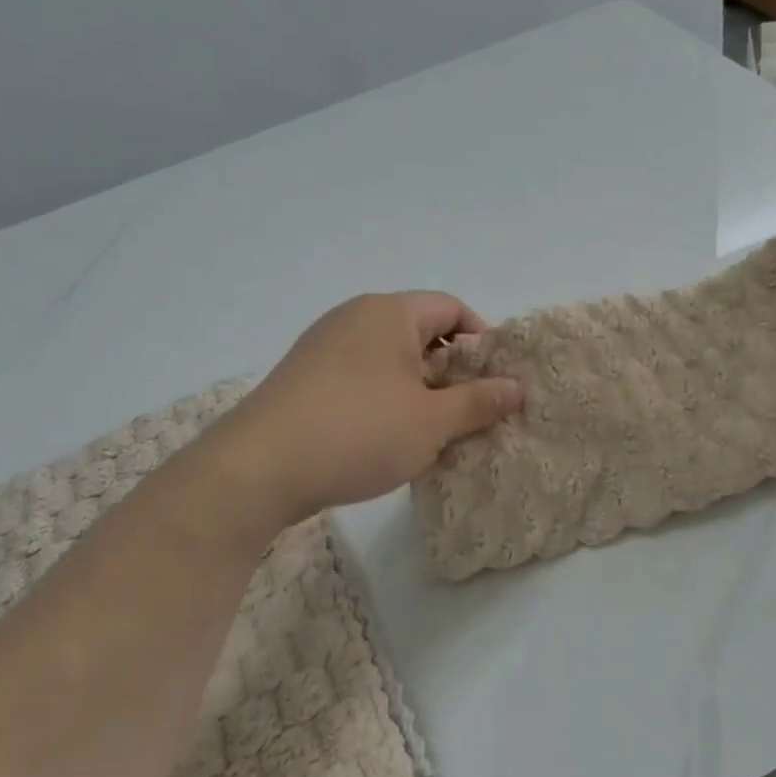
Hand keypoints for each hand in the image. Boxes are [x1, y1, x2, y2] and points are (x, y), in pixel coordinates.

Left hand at [223, 292, 521, 527]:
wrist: (259, 468)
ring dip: (419, 390)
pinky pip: (361, 378)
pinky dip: (385, 400)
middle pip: (420, 332)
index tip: (497, 381)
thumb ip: (478, 402)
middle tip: (472, 412)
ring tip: (434, 431)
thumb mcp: (431, 421)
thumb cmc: (359, 432)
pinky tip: (388, 438)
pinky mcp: (304, 379)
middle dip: (452, 370)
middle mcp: (354, 318)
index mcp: (389, 313)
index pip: (451, 308)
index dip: (482, 340)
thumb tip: (516, 388)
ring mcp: (323, 347)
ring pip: (389, 359)